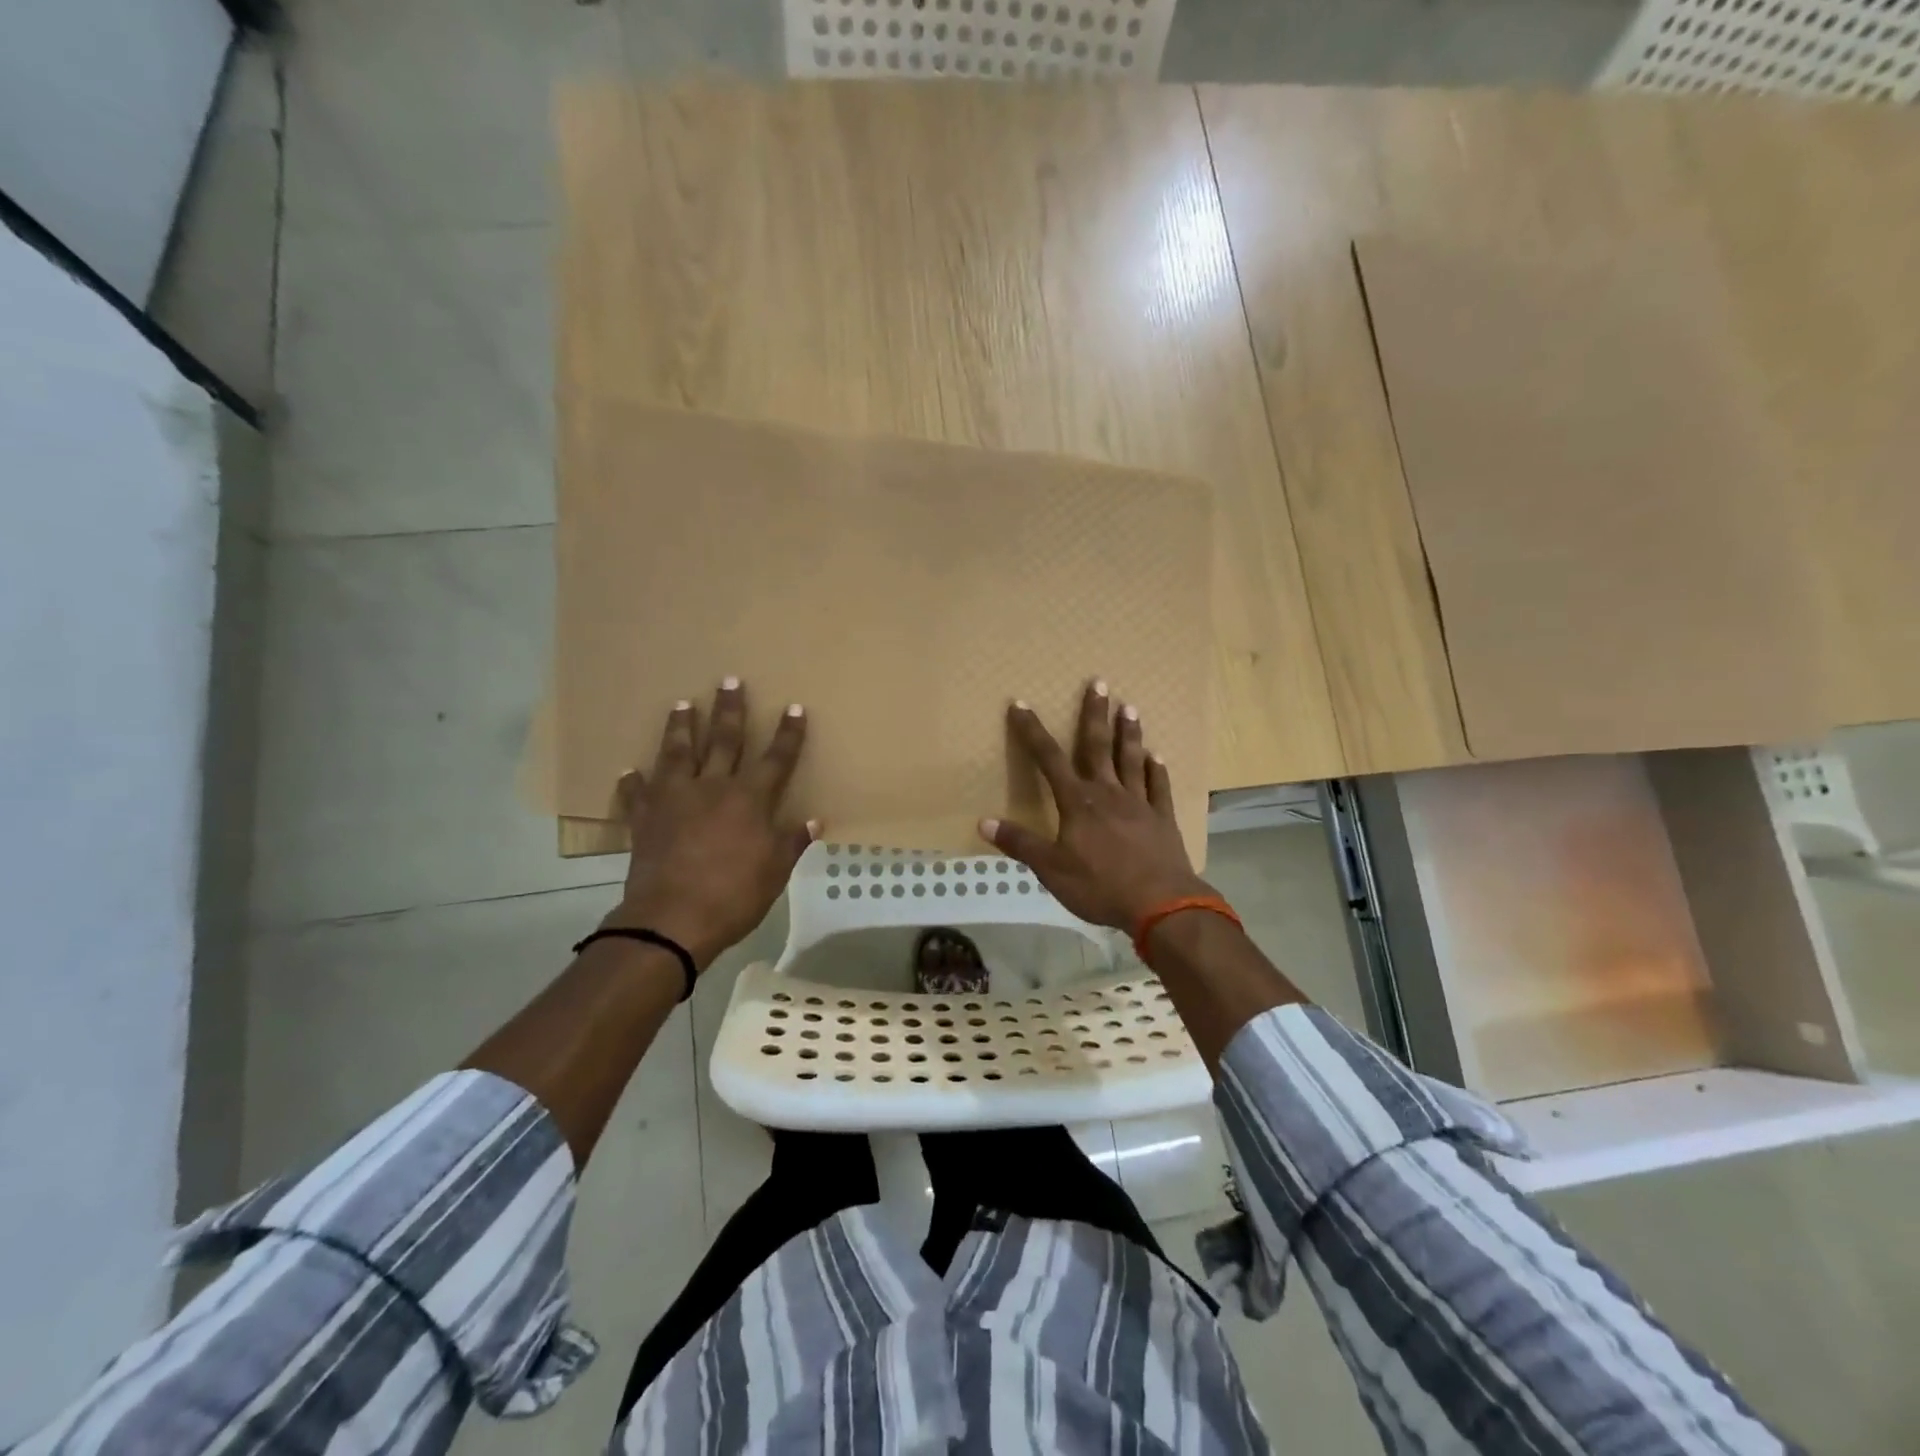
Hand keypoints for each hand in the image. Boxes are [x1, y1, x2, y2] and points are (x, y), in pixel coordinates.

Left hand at [602, 679, 817, 969]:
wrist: (671, 920)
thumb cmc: (734, 896)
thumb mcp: (775, 872)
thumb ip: (792, 842)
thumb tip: (814, 820)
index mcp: (749, 800)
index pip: (776, 759)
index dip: (788, 734)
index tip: (794, 708)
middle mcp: (712, 788)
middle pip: (724, 741)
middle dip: (730, 710)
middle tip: (729, 680)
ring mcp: (674, 800)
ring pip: (678, 753)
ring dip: (681, 727)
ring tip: (681, 703)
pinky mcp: (645, 819)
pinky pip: (638, 794)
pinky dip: (634, 782)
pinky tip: (630, 771)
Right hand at [980, 680, 1210, 932]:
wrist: (1160, 905)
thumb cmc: (1100, 886)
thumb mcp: (1051, 870)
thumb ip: (1020, 844)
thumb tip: (984, 822)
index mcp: (1078, 802)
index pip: (1048, 759)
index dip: (1032, 732)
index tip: (1021, 705)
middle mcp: (1108, 793)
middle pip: (1098, 747)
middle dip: (1094, 714)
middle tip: (1100, 682)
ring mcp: (1139, 804)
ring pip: (1131, 760)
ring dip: (1129, 733)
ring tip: (1130, 707)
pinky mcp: (1162, 819)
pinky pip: (1159, 788)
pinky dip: (1158, 771)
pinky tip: (1158, 757)